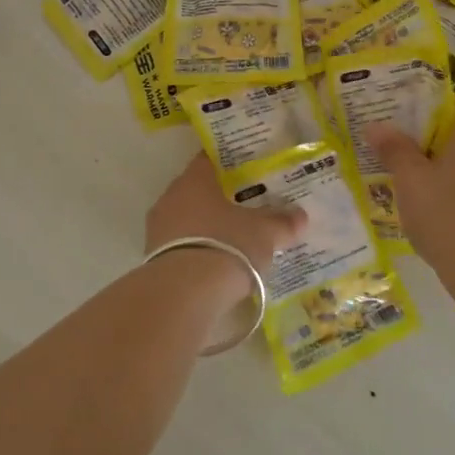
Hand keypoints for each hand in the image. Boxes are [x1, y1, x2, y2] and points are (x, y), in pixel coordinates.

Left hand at [144, 154, 305, 308]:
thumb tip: (300, 216)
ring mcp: (158, 229)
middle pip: (199, 191)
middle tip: (248, 206)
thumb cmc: (227, 246)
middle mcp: (170, 197)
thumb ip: (282, 222)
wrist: (184, 295)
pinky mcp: (153, 260)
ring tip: (235, 239)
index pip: (210, 159)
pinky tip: (217, 265)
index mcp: (194, 179)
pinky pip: (181, 246)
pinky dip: (198, 251)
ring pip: (188, 219)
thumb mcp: (264, 233)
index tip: (249, 169)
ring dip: (208, 227)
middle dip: (222, 198)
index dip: (230, 163)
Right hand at [369, 107, 454, 282]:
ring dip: (452, 178)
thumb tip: (375, 126)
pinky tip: (448, 222)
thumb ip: (393, 148)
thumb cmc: (447, 213)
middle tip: (406, 168)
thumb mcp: (409, 179)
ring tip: (423, 198)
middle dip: (435, 152)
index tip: (400, 137)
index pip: (450, 111)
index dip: (422, 121)